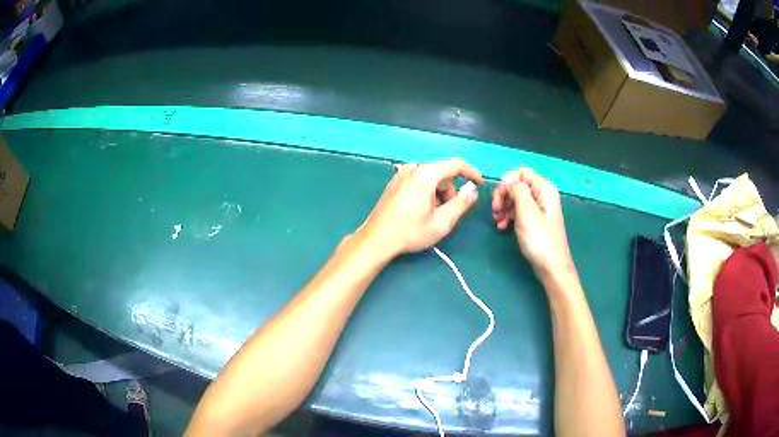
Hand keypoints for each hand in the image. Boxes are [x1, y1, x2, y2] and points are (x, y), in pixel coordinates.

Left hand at [358, 158, 482, 257]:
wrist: (376, 240)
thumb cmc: (410, 232)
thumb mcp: (442, 222)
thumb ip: (461, 203)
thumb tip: (472, 190)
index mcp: (425, 174)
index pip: (455, 165)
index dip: (471, 173)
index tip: (479, 184)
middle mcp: (412, 169)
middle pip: (442, 173)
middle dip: (450, 191)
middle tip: (448, 213)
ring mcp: (401, 174)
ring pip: (430, 178)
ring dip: (438, 194)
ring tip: (432, 215)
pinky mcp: (394, 182)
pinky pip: (418, 181)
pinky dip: (426, 193)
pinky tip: (421, 211)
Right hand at [492, 168, 574, 278]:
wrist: (551, 267)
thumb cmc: (540, 239)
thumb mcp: (526, 211)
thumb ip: (517, 190)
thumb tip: (508, 183)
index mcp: (544, 188)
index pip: (521, 172)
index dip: (506, 182)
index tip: (498, 199)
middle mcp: (543, 195)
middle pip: (517, 185)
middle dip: (503, 196)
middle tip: (495, 211)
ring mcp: (540, 208)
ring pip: (516, 198)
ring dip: (504, 208)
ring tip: (497, 222)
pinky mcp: (535, 221)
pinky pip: (519, 211)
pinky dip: (509, 217)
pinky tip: (502, 227)